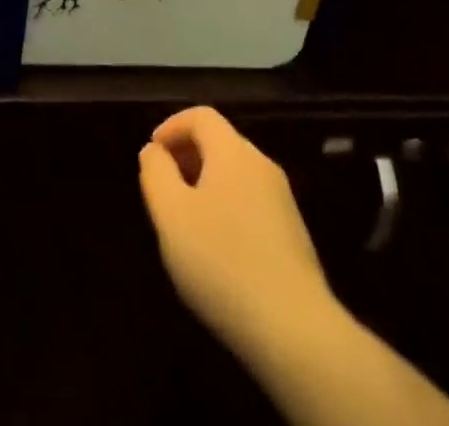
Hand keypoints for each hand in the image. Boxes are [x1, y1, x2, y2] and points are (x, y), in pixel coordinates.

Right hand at [138, 106, 342, 365]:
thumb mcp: (171, 215)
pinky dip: (227, 209)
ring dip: (206, 185)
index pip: (201, 116)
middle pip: (220, 143)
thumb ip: (156, 173)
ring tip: (186, 222)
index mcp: (233, 152)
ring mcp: (283, 202)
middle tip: (164, 188)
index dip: (172, 126)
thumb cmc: (223, 263)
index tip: (152, 153)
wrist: (297, 332)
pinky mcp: (294, 237)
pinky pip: (251, 204)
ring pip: (236, 176)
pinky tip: (218, 251)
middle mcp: (262, 166)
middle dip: (187, 156)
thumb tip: (154, 151)